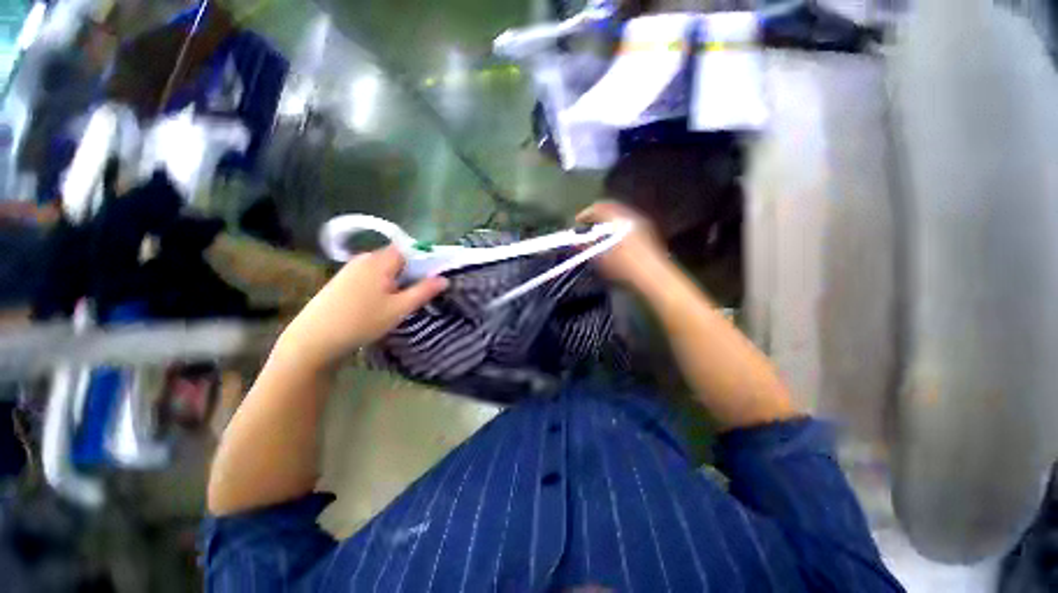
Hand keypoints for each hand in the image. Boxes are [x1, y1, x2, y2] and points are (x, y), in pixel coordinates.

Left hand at [275, 246, 447, 369]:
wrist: (314, 340)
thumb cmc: (362, 322)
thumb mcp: (399, 308)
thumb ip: (424, 291)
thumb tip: (444, 279)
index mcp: (379, 260)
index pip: (409, 250)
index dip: (423, 262)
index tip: (430, 280)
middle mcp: (364, 258)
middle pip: (396, 259)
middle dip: (410, 274)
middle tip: (415, 295)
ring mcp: (350, 269)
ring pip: (383, 269)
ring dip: (395, 281)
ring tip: (398, 303)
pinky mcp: (342, 281)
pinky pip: (370, 276)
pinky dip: (381, 285)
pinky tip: (378, 305)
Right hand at [576, 201, 667, 286]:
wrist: (654, 276)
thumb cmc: (626, 266)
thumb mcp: (602, 258)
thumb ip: (588, 247)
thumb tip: (577, 242)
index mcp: (619, 218)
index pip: (599, 208)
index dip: (586, 213)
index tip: (577, 221)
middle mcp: (632, 215)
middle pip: (611, 209)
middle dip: (598, 216)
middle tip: (588, 225)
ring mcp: (642, 223)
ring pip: (621, 216)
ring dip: (609, 222)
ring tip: (600, 233)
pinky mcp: (648, 232)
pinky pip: (628, 223)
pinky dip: (618, 227)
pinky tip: (614, 240)